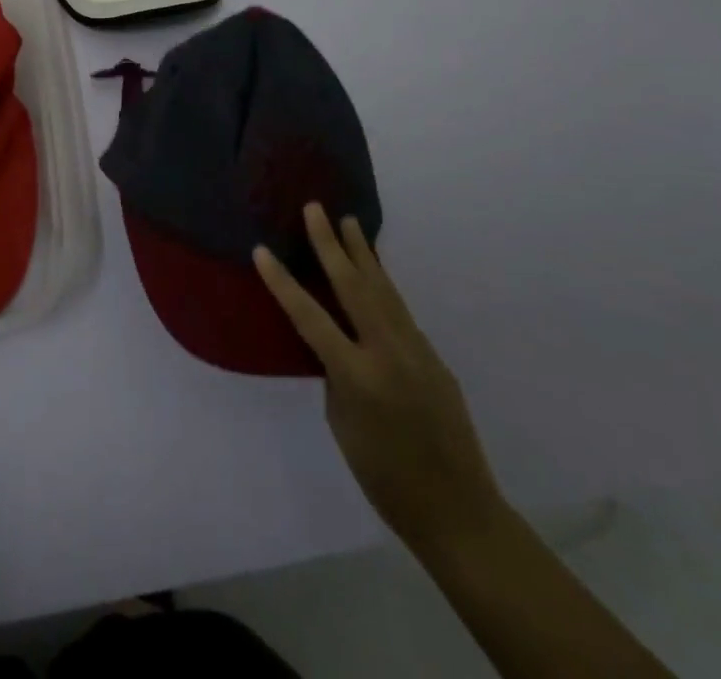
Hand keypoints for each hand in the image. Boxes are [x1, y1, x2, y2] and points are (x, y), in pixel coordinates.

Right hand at [254, 204, 504, 553]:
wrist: (459, 512)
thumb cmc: (385, 478)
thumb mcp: (343, 424)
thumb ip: (336, 374)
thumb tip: (337, 343)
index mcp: (357, 375)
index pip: (310, 317)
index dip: (282, 282)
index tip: (260, 249)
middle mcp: (388, 352)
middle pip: (353, 286)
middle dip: (330, 244)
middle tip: (315, 208)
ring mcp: (416, 350)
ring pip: (383, 289)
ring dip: (363, 253)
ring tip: (349, 221)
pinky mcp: (433, 356)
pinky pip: (400, 310)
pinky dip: (383, 283)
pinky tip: (375, 271)